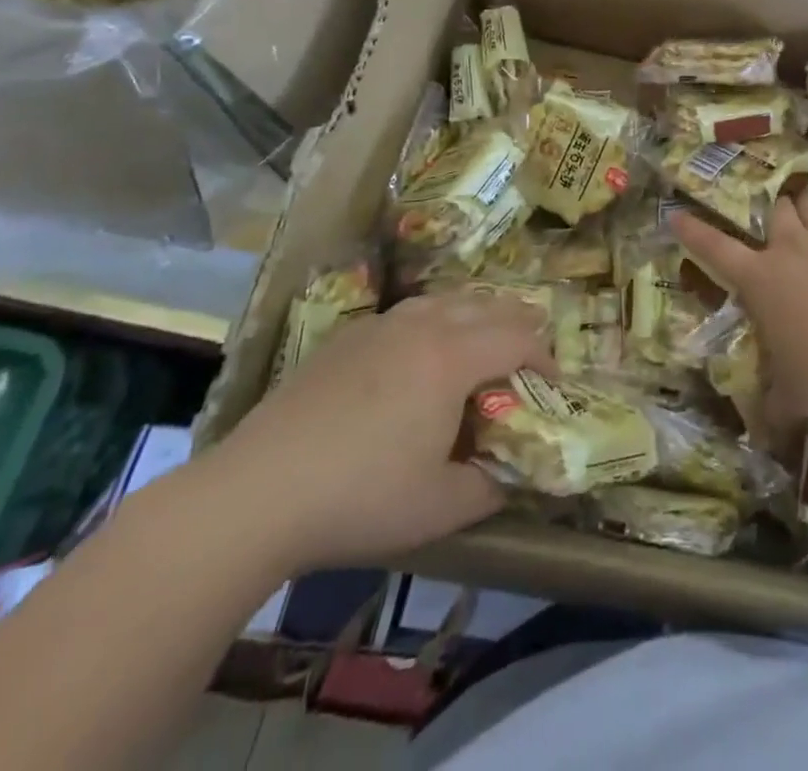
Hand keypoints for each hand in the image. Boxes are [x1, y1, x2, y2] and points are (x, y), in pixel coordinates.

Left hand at [200, 293, 551, 575]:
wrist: (255, 493)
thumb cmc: (360, 499)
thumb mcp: (441, 508)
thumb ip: (492, 485)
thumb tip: (512, 472)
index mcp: (453, 358)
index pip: (519, 338)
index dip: (545, 358)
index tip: (551, 386)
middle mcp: (424, 326)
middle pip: (488, 306)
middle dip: (519, 326)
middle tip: (527, 358)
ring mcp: (382, 325)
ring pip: (447, 299)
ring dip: (477, 316)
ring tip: (482, 344)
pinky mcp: (348, 336)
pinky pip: (410, 311)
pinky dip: (436, 320)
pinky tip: (420, 354)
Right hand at [671, 193, 807, 422]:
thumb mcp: (793, 397)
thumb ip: (775, 407)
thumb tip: (763, 436)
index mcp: (760, 279)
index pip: (715, 248)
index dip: (694, 231)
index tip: (677, 214)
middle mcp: (790, 246)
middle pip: (776, 210)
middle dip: (778, 215)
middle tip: (784, 226)